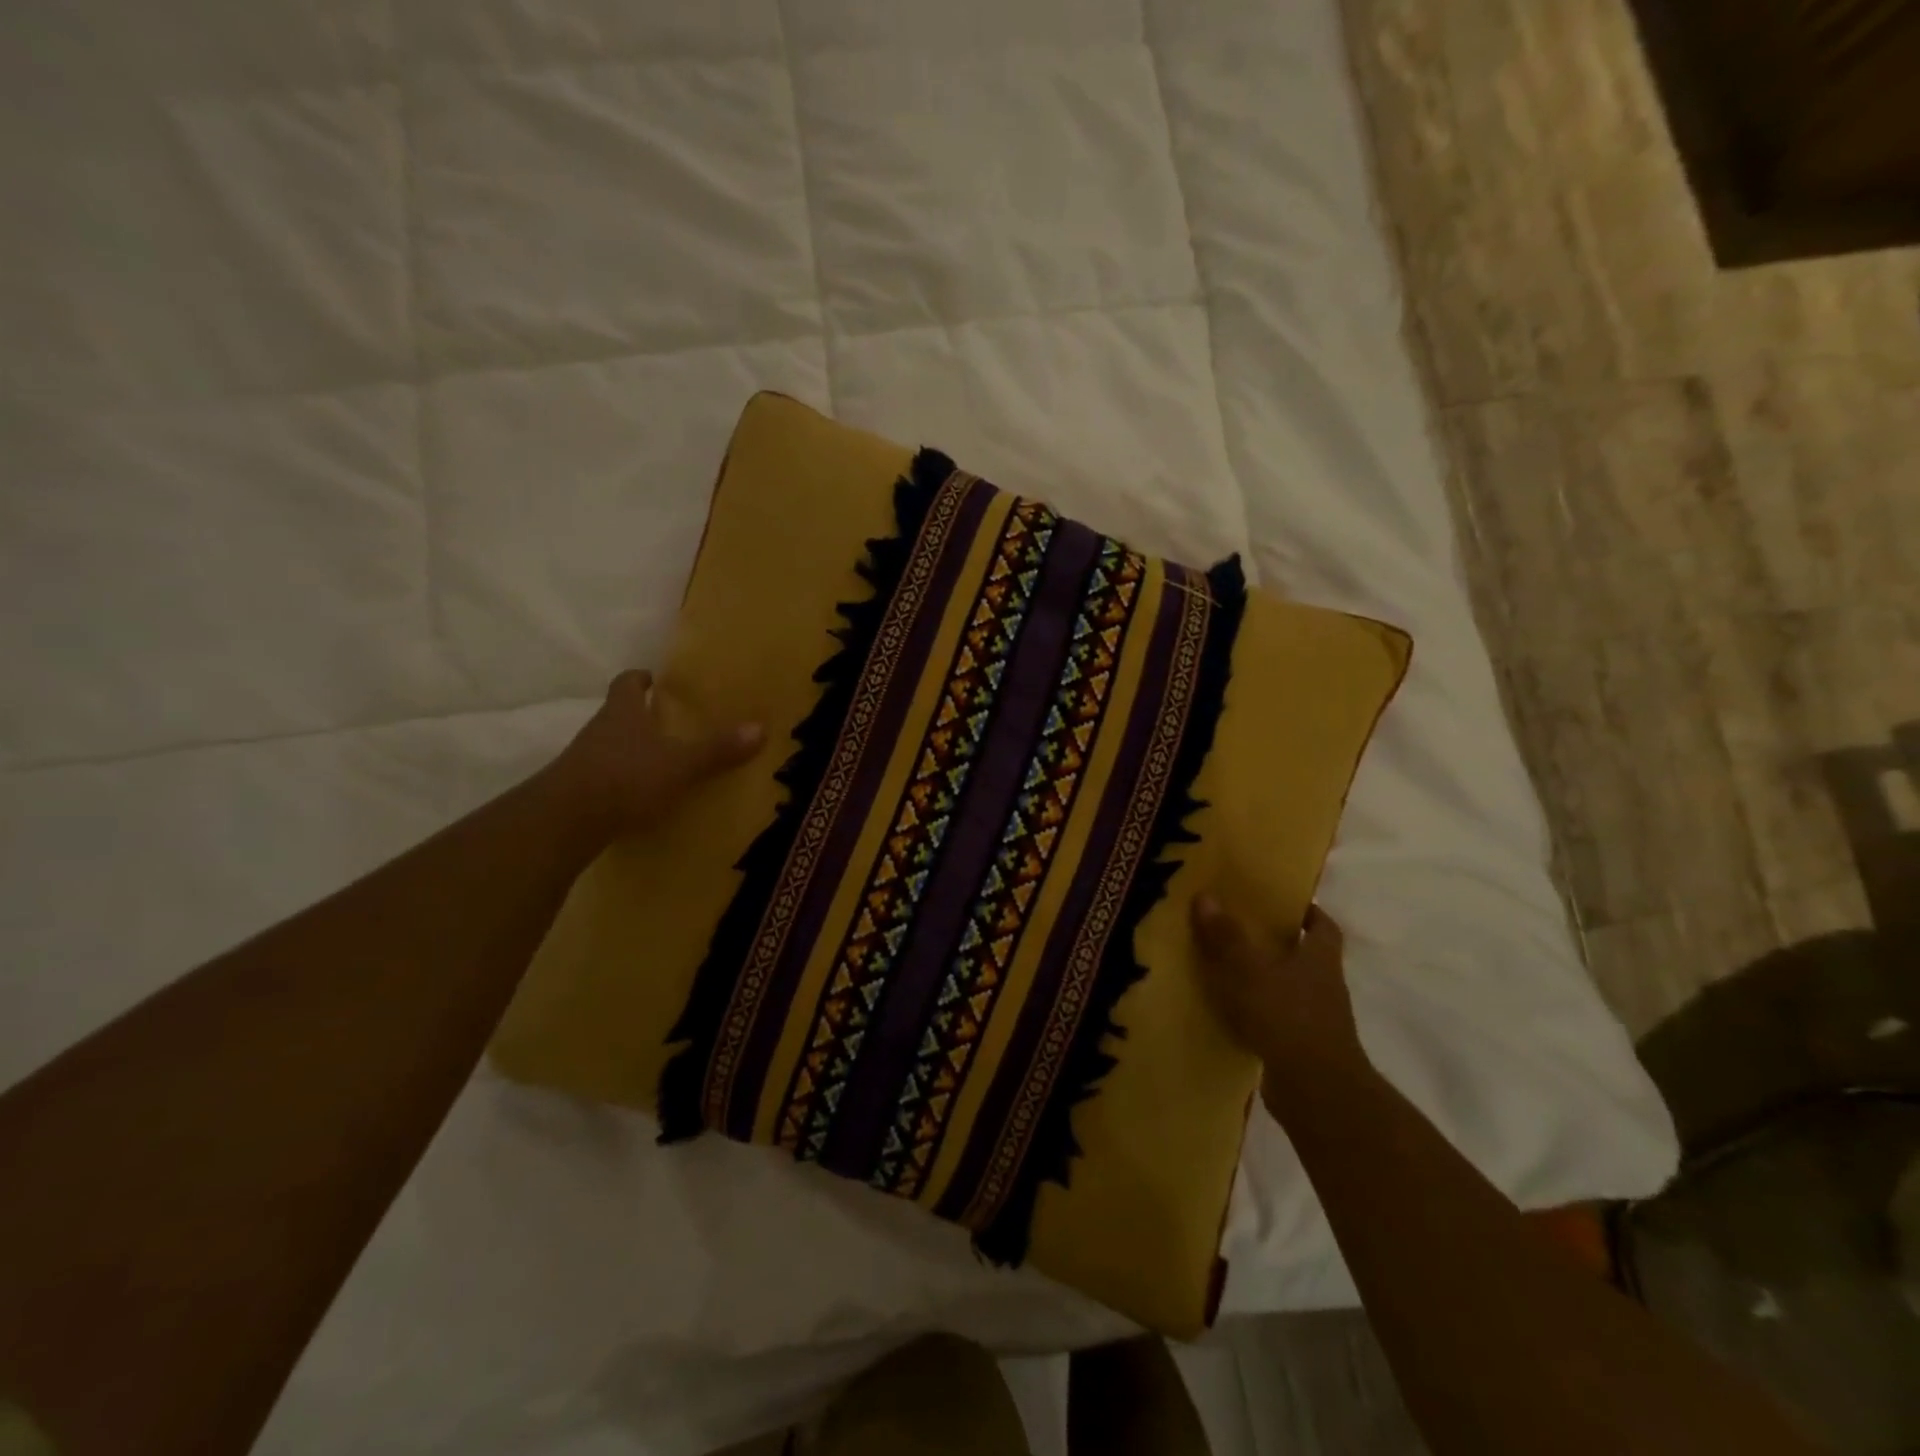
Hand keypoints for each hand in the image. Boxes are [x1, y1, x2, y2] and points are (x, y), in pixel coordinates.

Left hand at [555, 669, 764, 836]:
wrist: (565, 821)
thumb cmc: (625, 778)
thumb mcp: (680, 764)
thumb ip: (717, 749)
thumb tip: (760, 727)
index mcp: (622, 713)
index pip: (627, 684)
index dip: (640, 679)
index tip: (653, 679)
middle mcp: (599, 730)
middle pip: (617, 714)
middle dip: (640, 716)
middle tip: (668, 723)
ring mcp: (583, 761)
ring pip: (610, 747)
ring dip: (631, 751)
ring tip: (661, 762)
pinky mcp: (577, 792)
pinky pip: (604, 778)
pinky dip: (622, 782)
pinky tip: (641, 797)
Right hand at [1191, 897, 1370, 1113]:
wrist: (1315, 1092)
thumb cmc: (1287, 1017)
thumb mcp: (1249, 970)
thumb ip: (1226, 936)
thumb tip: (1205, 895)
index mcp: (1320, 959)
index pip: (1323, 926)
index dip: (1306, 911)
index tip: (1281, 901)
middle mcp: (1323, 986)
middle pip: (1304, 956)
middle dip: (1276, 943)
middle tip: (1238, 927)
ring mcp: (1315, 1020)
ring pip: (1287, 988)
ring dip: (1263, 979)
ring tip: (1224, 967)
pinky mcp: (1300, 1048)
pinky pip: (1275, 1020)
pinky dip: (1255, 1013)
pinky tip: (1227, 1011)